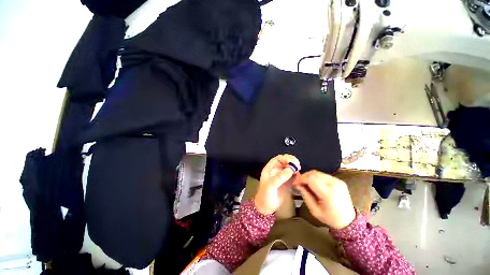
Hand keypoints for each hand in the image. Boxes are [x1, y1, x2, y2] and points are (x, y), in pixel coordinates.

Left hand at [254, 155, 300, 214]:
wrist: (266, 207)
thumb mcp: (271, 185)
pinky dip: (297, 175)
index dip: (285, 158)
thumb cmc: (265, 195)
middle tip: (298, 166)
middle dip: (292, 162)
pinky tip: (299, 177)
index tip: (292, 162)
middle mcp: (277, 170)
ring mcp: (283, 176)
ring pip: (290, 167)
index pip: (278, 159)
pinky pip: (294, 175)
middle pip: (286, 161)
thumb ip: (280, 177)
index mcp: (270, 168)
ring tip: (299, 171)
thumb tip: (291, 169)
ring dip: (295, 168)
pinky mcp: (288, 182)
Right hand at [294, 171, 355, 228]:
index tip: (295, 183)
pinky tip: (314, 184)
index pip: (311, 179)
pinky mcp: (339, 180)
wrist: (349, 220)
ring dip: (309, 176)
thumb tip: (298, 185)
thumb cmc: (330, 218)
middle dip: (304, 177)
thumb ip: (306, 196)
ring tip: (305, 183)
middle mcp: (334, 184)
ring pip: (318, 172)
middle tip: (299, 183)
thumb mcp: (315, 210)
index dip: (301, 179)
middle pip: (314, 173)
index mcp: (328, 193)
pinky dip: (316, 177)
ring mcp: (337, 181)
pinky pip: (323, 175)